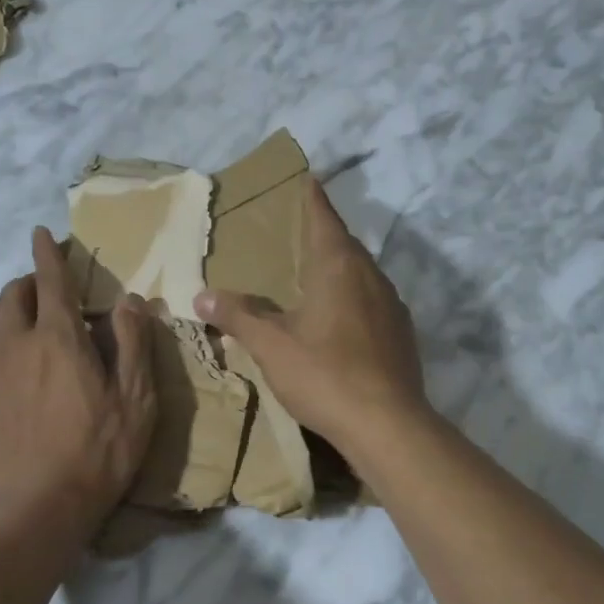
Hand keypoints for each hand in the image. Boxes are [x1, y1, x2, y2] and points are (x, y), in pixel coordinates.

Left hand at [0, 228, 156, 533]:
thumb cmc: (99, 453)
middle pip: (13, 294)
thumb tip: (128, 299)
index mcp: (61, 338)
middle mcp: (16, 342)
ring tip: (8, 321)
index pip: (52, 280)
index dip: (48, 253)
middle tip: (46, 295)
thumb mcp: (137, 400)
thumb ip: (133, 344)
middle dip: (29, 284)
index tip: (41, 233)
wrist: (39, 507)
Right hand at [194, 178, 426, 458]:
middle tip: (296, 233)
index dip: (312, 198)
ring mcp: (392, 305)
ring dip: (339, 269)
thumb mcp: (271, 346)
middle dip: (322, 235)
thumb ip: (237, 316)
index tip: (307, 178)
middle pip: (345, 244)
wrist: (387, 425)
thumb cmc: (325, 374)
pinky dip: (353, 299)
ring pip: (361, 275)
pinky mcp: (402, 334)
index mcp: (339, 266)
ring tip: (314, 276)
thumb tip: (201, 296)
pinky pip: (372, 303)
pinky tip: (339, 321)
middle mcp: (371, 276)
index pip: (323, 218)